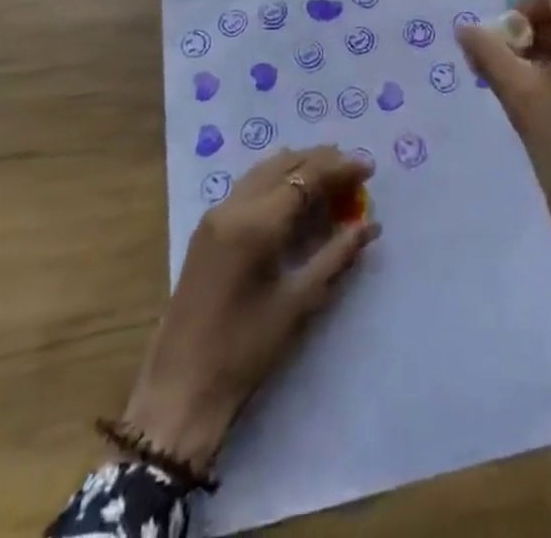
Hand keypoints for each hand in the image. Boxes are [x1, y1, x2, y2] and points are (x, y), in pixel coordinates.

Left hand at [122, 146, 378, 472]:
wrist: (180, 388)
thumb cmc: (244, 350)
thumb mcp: (298, 303)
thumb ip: (336, 256)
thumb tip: (370, 226)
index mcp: (256, 223)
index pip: (306, 176)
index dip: (340, 168)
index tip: (369, 168)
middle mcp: (234, 205)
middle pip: (284, 163)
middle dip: (321, 161)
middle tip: (353, 172)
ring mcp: (216, 213)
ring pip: (265, 169)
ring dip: (298, 166)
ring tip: (330, 178)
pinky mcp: (207, 227)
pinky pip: (249, 185)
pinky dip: (277, 180)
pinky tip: (294, 195)